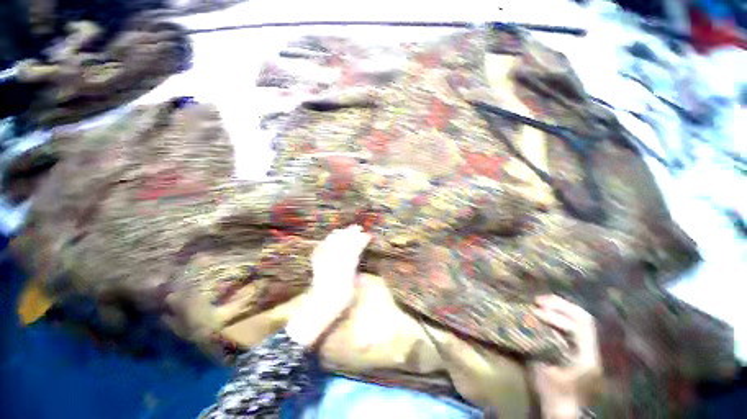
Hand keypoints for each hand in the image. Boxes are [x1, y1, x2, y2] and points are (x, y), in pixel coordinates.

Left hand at [286, 225, 370, 346]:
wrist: (320, 304)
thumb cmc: (340, 300)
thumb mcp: (353, 290)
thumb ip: (358, 281)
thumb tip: (363, 278)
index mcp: (348, 266)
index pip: (356, 248)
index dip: (362, 240)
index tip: (368, 235)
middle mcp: (336, 260)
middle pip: (344, 241)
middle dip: (352, 232)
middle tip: (357, 227)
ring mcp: (325, 259)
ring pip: (333, 241)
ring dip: (340, 234)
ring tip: (344, 230)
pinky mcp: (317, 260)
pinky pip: (321, 246)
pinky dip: (326, 241)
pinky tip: (329, 239)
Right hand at [530, 295, 602, 418]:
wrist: (565, 409)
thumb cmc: (552, 393)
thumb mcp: (540, 371)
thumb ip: (537, 346)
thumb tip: (528, 323)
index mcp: (585, 358)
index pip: (577, 328)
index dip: (555, 317)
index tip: (535, 311)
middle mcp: (593, 351)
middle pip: (583, 318)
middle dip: (560, 306)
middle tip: (538, 300)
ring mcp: (591, 349)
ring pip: (582, 318)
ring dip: (562, 307)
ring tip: (542, 301)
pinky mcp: (585, 349)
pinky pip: (577, 324)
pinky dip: (563, 314)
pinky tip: (550, 311)